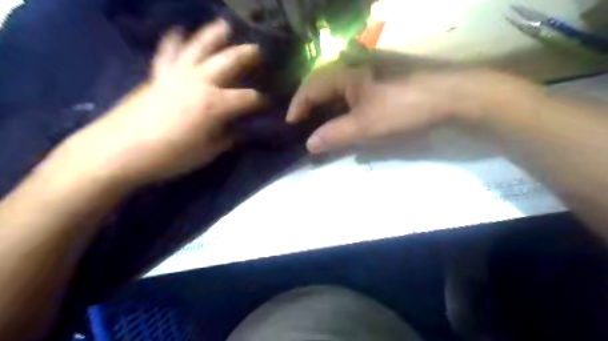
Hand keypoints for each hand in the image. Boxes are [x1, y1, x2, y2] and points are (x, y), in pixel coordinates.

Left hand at [64, 18, 262, 186]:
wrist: (119, 151)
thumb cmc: (170, 156)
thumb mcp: (208, 152)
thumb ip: (227, 137)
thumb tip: (237, 129)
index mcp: (216, 104)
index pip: (249, 98)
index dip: (262, 101)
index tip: (268, 105)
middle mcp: (200, 82)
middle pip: (230, 61)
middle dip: (248, 55)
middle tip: (259, 52)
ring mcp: (177, 74)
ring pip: (199, 46)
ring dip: (215, 34)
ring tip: (226, 26)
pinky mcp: (158, 75)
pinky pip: (168, 52)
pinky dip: (174, 40)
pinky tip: (178, 31)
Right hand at [287, 63, 541, 153]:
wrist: (451, 96)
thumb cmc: (403, 107)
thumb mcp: (365, 125)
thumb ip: (334, 135)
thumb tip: (309, 145)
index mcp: (345, 71)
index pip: (310, 87)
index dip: (297, 106)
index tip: (290, 125)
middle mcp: (354, 65)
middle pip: (322, 85)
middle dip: (309, 105)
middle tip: (302, 125)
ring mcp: (369, 70)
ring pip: (338, 88)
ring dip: (326, 106)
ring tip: (319, 124)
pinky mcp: (382, 79)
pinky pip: (353, 91)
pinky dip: (343, 106)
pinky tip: (344, 117)